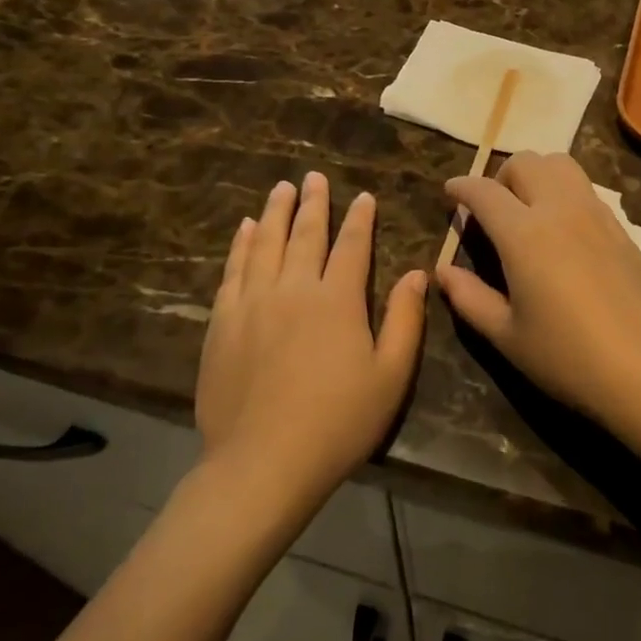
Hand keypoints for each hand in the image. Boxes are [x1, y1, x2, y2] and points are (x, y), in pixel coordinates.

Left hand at [197, 172, 425, 503]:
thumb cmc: (337, 423)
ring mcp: (253, 303)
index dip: (359, 218)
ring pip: (266, 243)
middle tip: (314, 176)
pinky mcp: (222, 322)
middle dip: (314, 202)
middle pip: (305, 234)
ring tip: (282, 188)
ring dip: (276, 212)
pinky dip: (241, 244)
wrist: (261, 464)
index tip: (363, 196)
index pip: (352, 245)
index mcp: (337, 299)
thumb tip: (418, 274)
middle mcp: (294, 288)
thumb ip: (405, 320)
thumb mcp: (390, 377)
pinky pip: (233, 270)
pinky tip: (246, 228)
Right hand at [436, 152, 640, 432]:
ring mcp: (596, 213)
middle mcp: (560, 209)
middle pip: (525, 161)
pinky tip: (562, 229)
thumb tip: (442, 271)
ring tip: (528, 209)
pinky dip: (563, 190)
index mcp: (524, 234)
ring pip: (560, 164)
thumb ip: (469, 298)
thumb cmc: (568, 358)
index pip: (484, 190)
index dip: (461, 187)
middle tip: (491, 209)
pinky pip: (585, 188)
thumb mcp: (507, 336)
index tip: (450, 192)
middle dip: (499, 176)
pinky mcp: (621, 227)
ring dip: (536, 174)